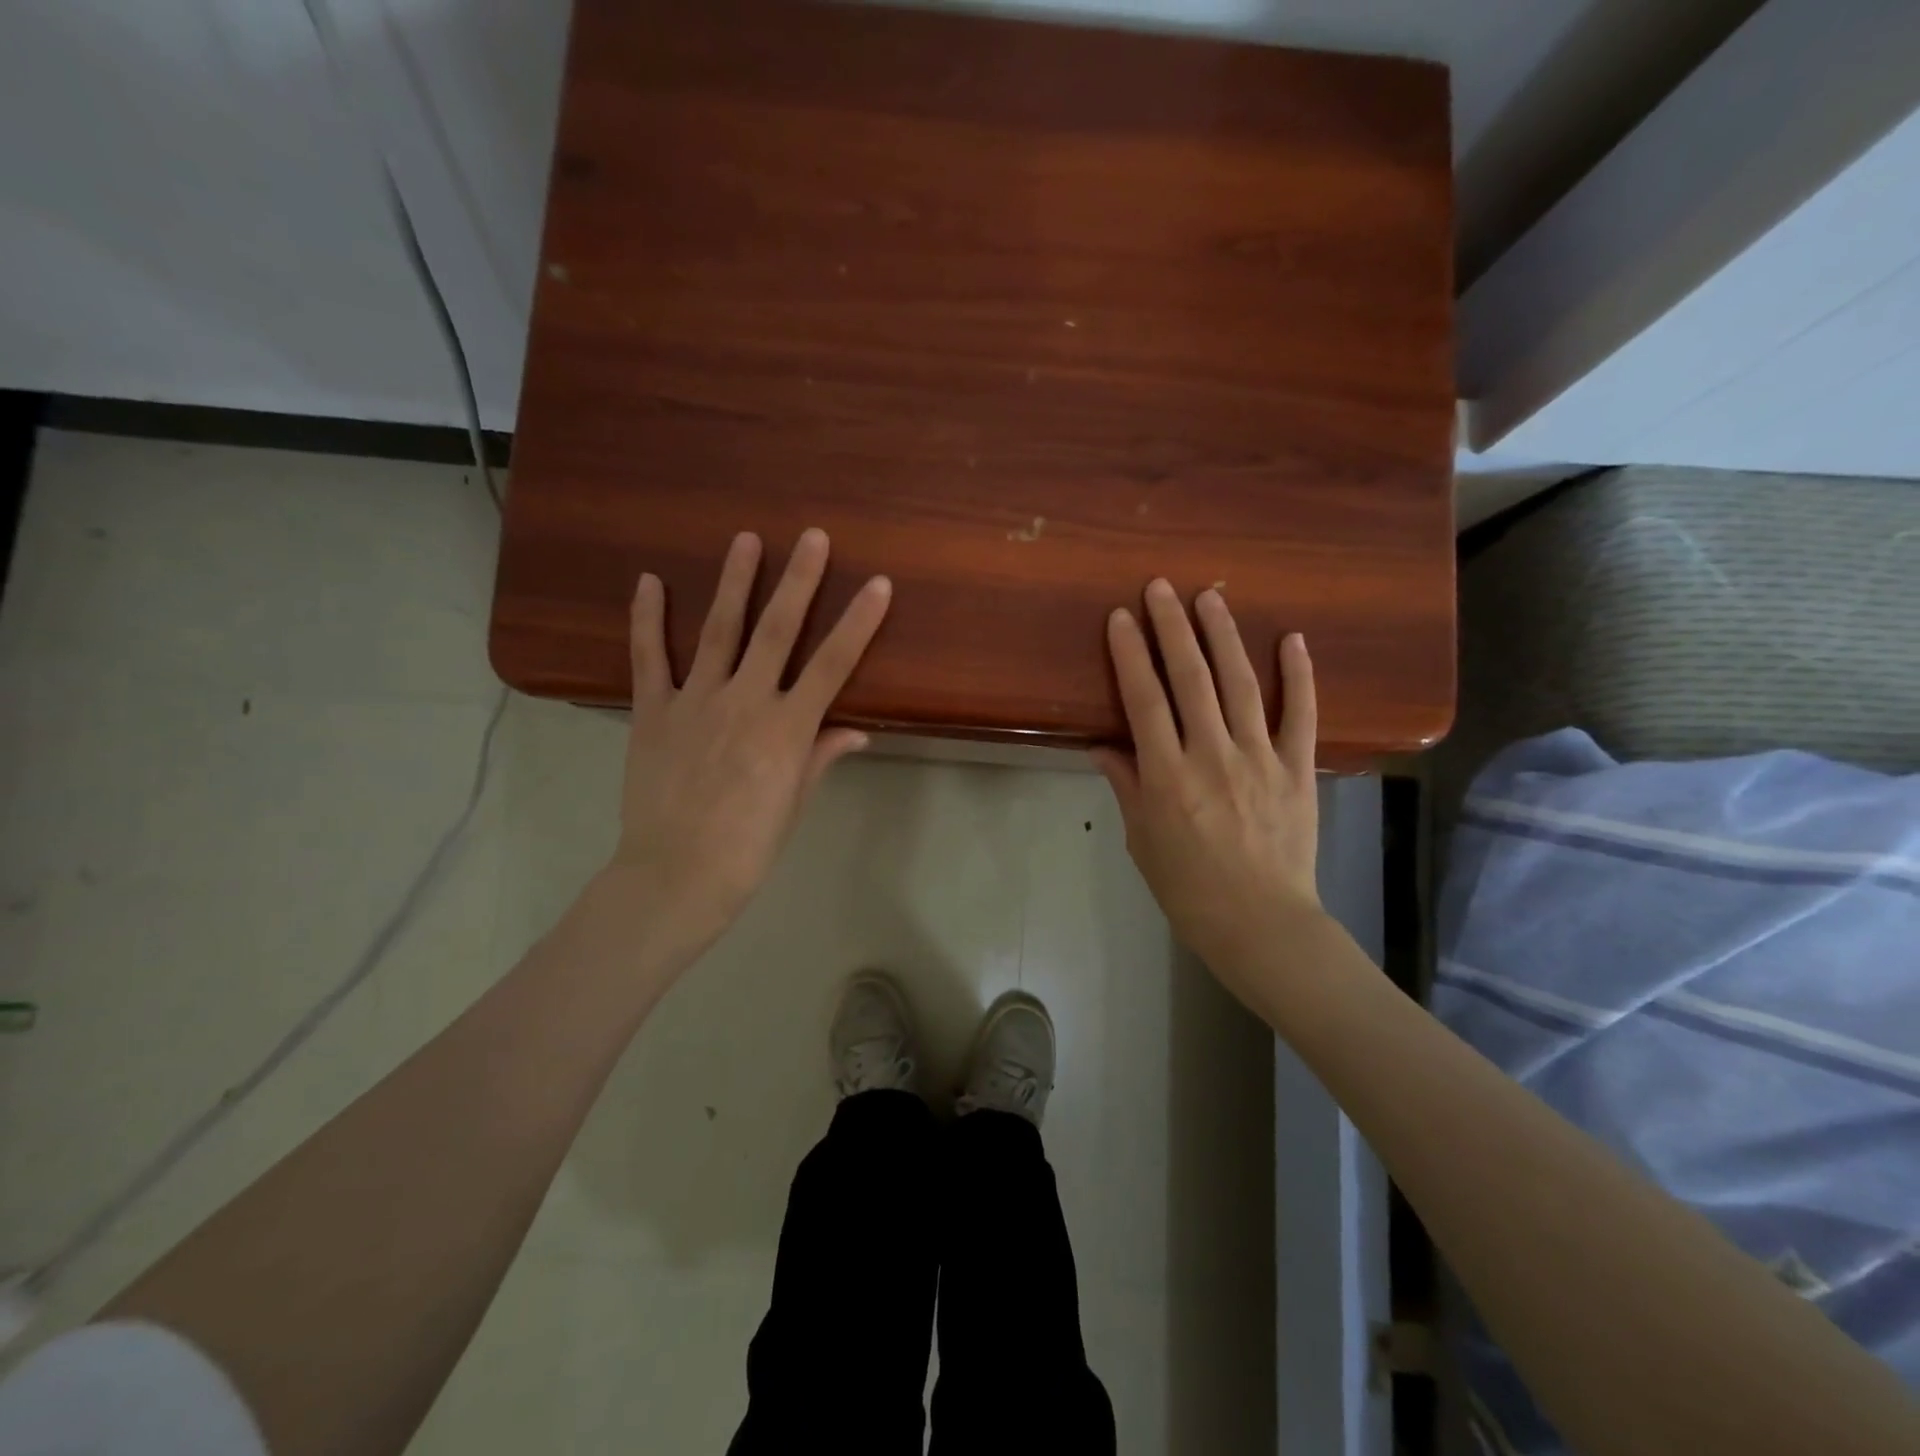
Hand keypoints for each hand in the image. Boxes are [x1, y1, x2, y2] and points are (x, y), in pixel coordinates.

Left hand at [610, 528, 890, 967]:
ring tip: (745, 539)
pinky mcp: (652, 711)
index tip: (877, 584)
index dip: (858, 622)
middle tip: (811, 536)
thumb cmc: (748, 847)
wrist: (675, 875)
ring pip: (718, 630)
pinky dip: (647, 619)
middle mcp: (745, 702)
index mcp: (787, 729)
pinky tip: (648, 581)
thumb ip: (821, 757)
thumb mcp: (794, 804)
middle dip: (798, 580)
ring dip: (733, 582)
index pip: (832, 665)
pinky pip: (648, 658)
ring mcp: (695, 701)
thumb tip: (857, 732)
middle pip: (778, 631)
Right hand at [1090, 579, 1321, 984]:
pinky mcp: (1298, 769)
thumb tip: (1101, 745)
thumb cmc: (1188, 887)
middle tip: (1161, 587)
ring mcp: (1260, 758)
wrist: (1260, 923)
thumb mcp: (1142, 839)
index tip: (1120, 617)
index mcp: (1167, 775)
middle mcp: (1212, 754)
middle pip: (1190, 678)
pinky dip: (1300, 675)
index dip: (1130, 654)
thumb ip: (1126, 785)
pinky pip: (1302, 714)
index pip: (1144, 700)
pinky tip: (1293, 639)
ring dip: (1224, 636)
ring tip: (1211, 597)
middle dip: (1172, 627)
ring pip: (1241, 684)